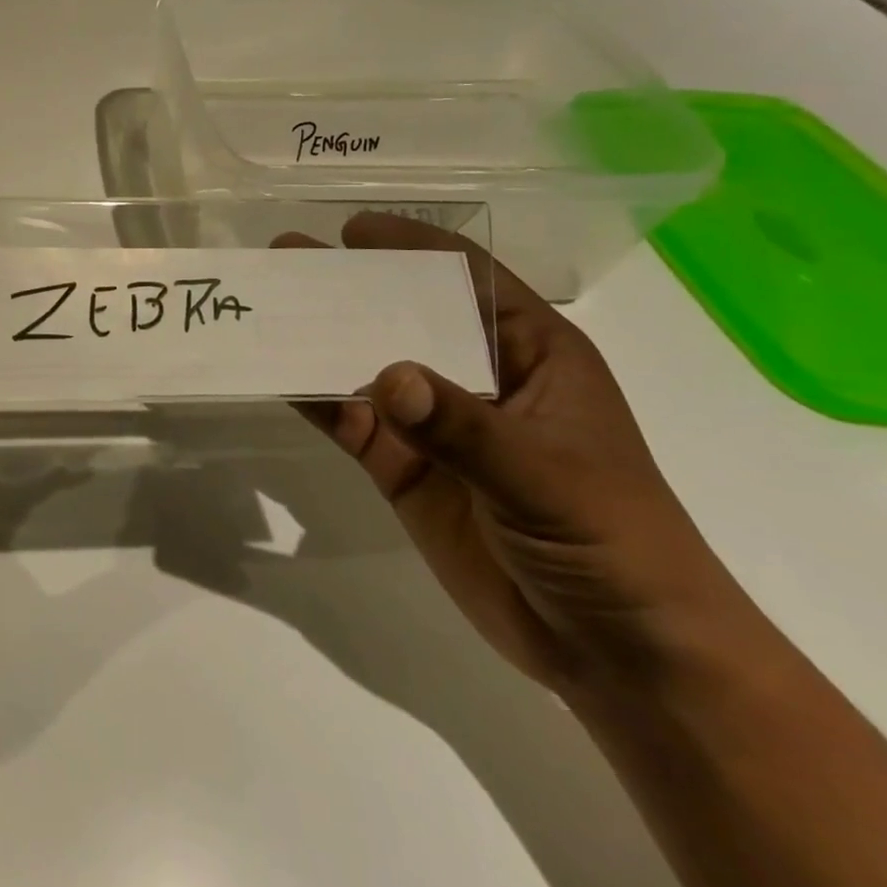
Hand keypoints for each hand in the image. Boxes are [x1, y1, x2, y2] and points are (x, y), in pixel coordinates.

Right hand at [291, 215, 742, 698]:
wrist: (620, 655)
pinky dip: (316, 401)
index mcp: (531, 355)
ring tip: (266, 309)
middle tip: (286, 257)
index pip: (468, 280)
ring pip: (367, 367)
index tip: (352, 230)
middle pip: (403, 317)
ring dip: (319, 340)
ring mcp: (435, 425)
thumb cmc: (613, 542)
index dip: (412, 247)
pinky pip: (351, 422)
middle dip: (347, 288)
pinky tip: (279, 380)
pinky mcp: (404, 467)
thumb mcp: (546, 478)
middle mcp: (477, 377)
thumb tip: (386, 376)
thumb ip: (464, 427)